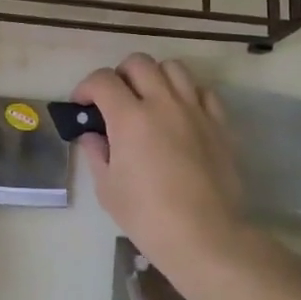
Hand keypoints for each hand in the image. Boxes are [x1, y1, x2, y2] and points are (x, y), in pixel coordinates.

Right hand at [73, 55, 253, 285]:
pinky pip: (203, 91)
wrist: (205, 237)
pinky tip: (180, 114)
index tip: (81, 105)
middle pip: (138, 63)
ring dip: (155, 76)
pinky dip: (187, 94)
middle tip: (114, 99)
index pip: (102, 80)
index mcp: (129, 117)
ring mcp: (194, 110)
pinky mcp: (219, 124)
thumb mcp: (108, 188)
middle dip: (119, 75)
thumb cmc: (148, 216)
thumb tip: (93, 136)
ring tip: (149, 99)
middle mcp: (162, 103)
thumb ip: (97, 153)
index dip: (85, 87)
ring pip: (173, 68)